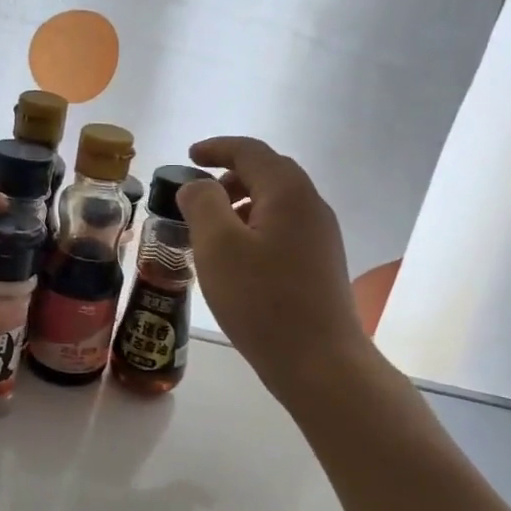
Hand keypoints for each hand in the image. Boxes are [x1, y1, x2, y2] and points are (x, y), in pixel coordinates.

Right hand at [177, 137, 379, 406]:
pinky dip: (254, 231)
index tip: (190, 156)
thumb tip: (198, 186)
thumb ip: (202, 204)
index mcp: (288, 193)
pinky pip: (282, 231)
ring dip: (241, 207)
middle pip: (268, 175)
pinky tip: (236, 262)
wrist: (318, 361)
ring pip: (276, 206)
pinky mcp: (320, 266)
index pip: (250, 152)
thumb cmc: (262, 300)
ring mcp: (321, 238)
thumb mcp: (218, 247)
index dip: (217, 148)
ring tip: (210, 235)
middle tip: (197, 199)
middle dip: (229, 179)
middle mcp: (311, 207)